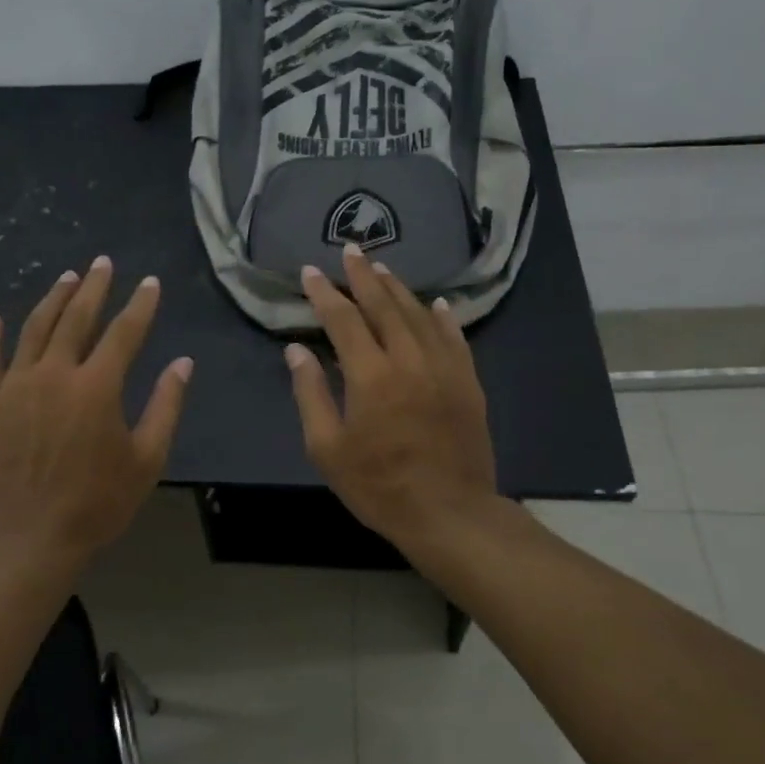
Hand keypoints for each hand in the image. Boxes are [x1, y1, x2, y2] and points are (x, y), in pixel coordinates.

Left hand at [0, 256, 192, 574]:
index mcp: (97, 387)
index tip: (150, 283)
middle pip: (76, 319)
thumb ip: (166, 406)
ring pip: (34, 330)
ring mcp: (16, 387)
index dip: (141, 305)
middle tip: (102, 263)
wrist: (30, 539)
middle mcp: (54, 374)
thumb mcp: (147, 460)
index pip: (124, 333)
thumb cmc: (97, 503)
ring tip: (66, 278)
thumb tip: (183, 364)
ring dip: (52, 300)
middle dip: (93, 287)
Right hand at [285, 245, 499, 547]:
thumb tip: (296, 351)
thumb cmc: (379, 486)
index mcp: (371, 375)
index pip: (342, 320)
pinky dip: (441, 317)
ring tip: (381, 269)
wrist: (449, 513)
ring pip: (419, 315)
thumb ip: (310, 394)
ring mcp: (444, 369)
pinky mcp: (468, 383)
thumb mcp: (328, 448)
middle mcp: (409, 360)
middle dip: (363, 276)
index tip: (310, 272)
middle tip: (350, 250)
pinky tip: (434, 304)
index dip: (324, 294)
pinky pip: (454, 338)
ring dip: (398, 289)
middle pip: (384, 306)